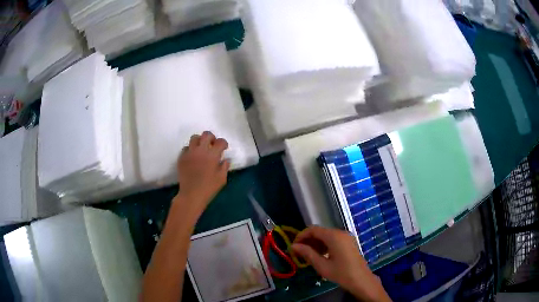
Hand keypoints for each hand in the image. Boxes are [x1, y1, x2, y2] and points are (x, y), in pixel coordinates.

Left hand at [176, 131, 229, 213]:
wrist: (191, 195)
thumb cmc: (209, 188)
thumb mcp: (222, 179)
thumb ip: (225, 166)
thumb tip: (226, 159)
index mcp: (212, 155)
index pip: (220, 142)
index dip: (224, 143)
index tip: (224, 148)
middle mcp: (200, 150)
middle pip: (206, 135)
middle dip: (211, 138)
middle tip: (212, 145)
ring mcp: (189, 153)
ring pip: (194, 138)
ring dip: (200, 141)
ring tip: (201, 149)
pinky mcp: (181, 157)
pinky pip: (186, 148)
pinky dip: (190, 150)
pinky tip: (193, 157)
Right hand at [292, 226, 390, 301]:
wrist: (361, 279)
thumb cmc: (341, 273)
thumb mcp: (321, 265)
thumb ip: (307, 253)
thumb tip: (293, 246)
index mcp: (334, 236)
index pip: (313, 229)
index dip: (301, 236)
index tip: (294, 246)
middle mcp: (341, 232)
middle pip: (320, 232)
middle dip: (308, 240)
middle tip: (299, 252)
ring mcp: (346, 237)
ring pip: (327, 235)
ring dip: (316, 243)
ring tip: (308, 255)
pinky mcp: (349, 242)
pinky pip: (334, 239)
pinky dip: (324, 245)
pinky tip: (320, 255)